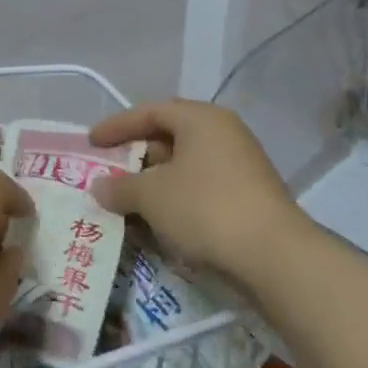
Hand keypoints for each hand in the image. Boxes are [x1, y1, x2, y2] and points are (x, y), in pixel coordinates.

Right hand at [88, 100, 296, 283]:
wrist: (275, 256)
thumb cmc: (206, 208)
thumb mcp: (152, 196)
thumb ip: (121, 187)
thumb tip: (99, 187)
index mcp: (201, 118)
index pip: (150, 111)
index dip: (117, 126)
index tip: (91, 142)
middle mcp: (224, 132)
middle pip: (170, 135)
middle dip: (137, 154)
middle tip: (110, 171)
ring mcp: (242, 164)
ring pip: (187, 164)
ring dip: (156, 180)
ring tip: (130, 199)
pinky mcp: (250, 195)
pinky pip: (202, 186)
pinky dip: (178, 197)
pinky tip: (162, 219)